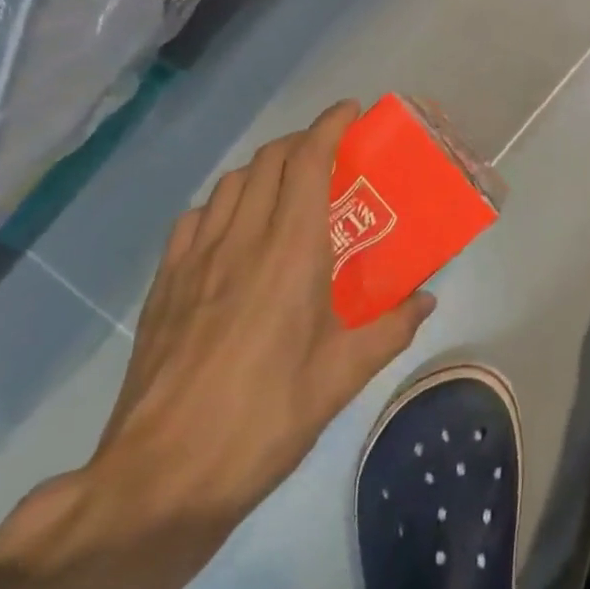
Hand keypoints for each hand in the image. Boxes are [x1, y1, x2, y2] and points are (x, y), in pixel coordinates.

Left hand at [66, 101, 433, 569]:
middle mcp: (241, 240)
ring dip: (264, 169)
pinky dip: (224, 203)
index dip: (330, 126)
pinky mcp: (165, 285)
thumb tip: (426, 299)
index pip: (307, 161)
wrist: (163, 476)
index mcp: (290, 252)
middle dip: (302, 141)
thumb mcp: (343, 376)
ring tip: (289, 188)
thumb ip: (391, 328)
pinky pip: (197, 219)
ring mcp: (195, 260)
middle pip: (268, 161)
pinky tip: (235, 230)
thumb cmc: (267, 418)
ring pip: (231, 184)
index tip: (353, 112)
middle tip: (332, 154)